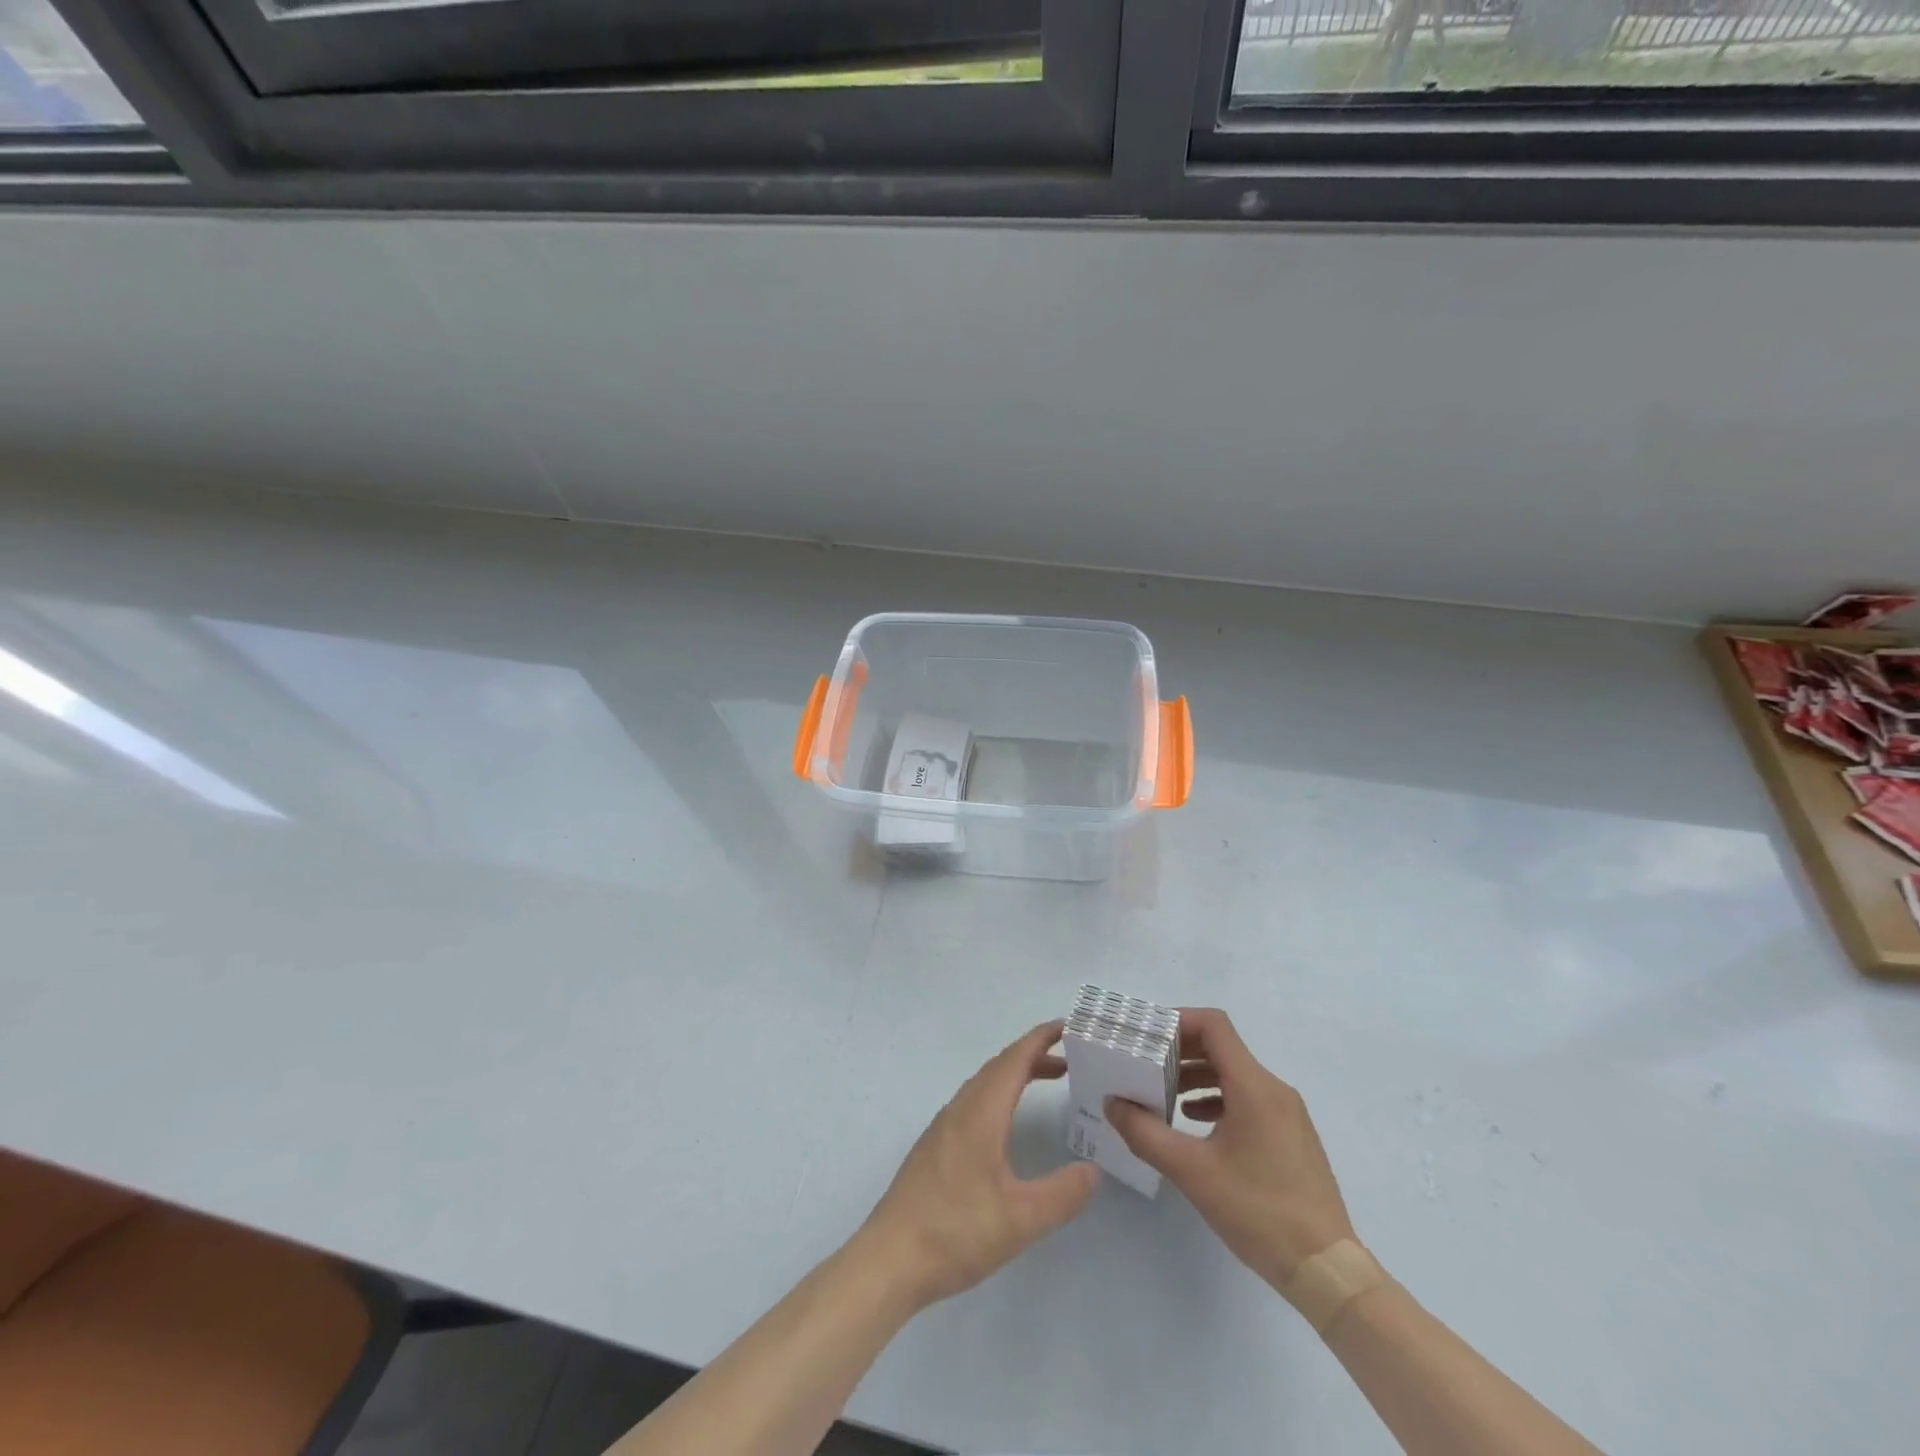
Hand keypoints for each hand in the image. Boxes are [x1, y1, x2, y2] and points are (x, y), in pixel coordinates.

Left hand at [855, 1020, 1100, 1311]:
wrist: (889, 1259)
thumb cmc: (956, 1232)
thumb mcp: (1020, 1220)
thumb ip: (1062, 1194)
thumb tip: (1092, 1171)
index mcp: (980, 1113)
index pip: (1014, 1061)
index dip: (1040, 1039)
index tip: (1066, 1026)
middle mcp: (960, 1110)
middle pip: (999, 1067)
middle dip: (1034, 1055)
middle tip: (1069, 1057)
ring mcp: (943, 1128)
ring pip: (984, 1084)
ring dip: (1016, 1074)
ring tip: (1047, 1080)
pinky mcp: (934, 1148)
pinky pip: (973, 1102)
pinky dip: (1000, 1094)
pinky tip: (1006, 1123)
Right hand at [1106, 1007, 1353, 1287]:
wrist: (1327, 1270)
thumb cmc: (1258, 1211)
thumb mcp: (1192, 1171)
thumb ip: (1145, 1133)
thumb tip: (1112, 1104)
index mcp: (1254, 1086)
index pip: (1214, 1025)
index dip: (1178, 1020)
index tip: (1147, 1035)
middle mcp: (1274, 1089)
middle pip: (1222, 1047)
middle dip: (1181, 1050)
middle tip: (1146, 1064)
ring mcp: (1287, 1113)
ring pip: (1235, 1074)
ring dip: (1197, 1076)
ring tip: (1164, 1094)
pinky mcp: (1291, 1135)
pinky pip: (1248, 1098)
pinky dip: (1217, 1098)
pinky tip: (1195, 1122)